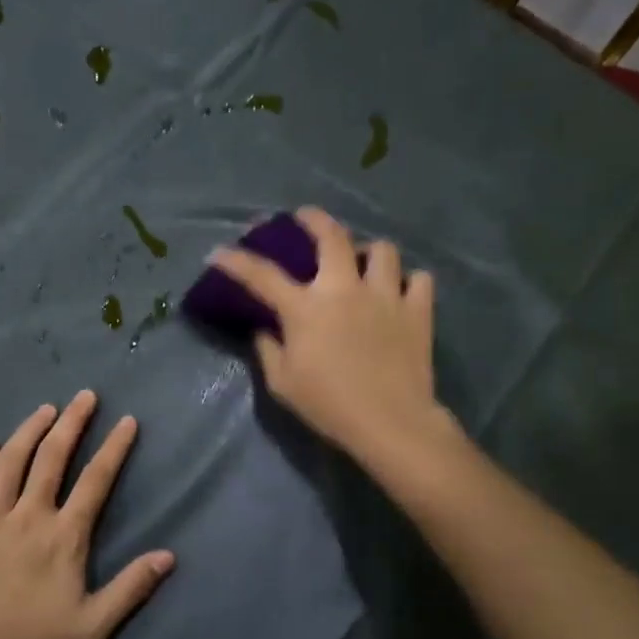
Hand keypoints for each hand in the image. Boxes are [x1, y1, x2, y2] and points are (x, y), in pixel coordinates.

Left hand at [0, 390, 174, 638]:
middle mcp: (29, 514)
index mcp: (65, 535)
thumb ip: (132, 588)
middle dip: (73, 422)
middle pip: (53, 456)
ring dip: (30, 430)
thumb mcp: (94, 626)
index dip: (114, 447)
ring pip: (11, 459)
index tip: (126, 421)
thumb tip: (169, 556)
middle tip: (84, 396)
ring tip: (46, 409)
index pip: (96, 480)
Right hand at [209, 207, 448, 462]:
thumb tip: (264, 329)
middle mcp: (344, 289)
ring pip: (382, 250)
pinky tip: (402, 292)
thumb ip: (268, 349)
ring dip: (369, 251)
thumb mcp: (282, 383)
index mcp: (305, 308)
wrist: (390, 422)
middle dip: (314, 219)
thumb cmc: (328, 405)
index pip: (262, 275)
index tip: (218, 252)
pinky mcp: (417, 311)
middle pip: (331, 236)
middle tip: (305, 217)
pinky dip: (409, 282)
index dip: (236, 261)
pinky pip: (419, 280)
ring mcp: (385, 295)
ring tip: (363, 262)